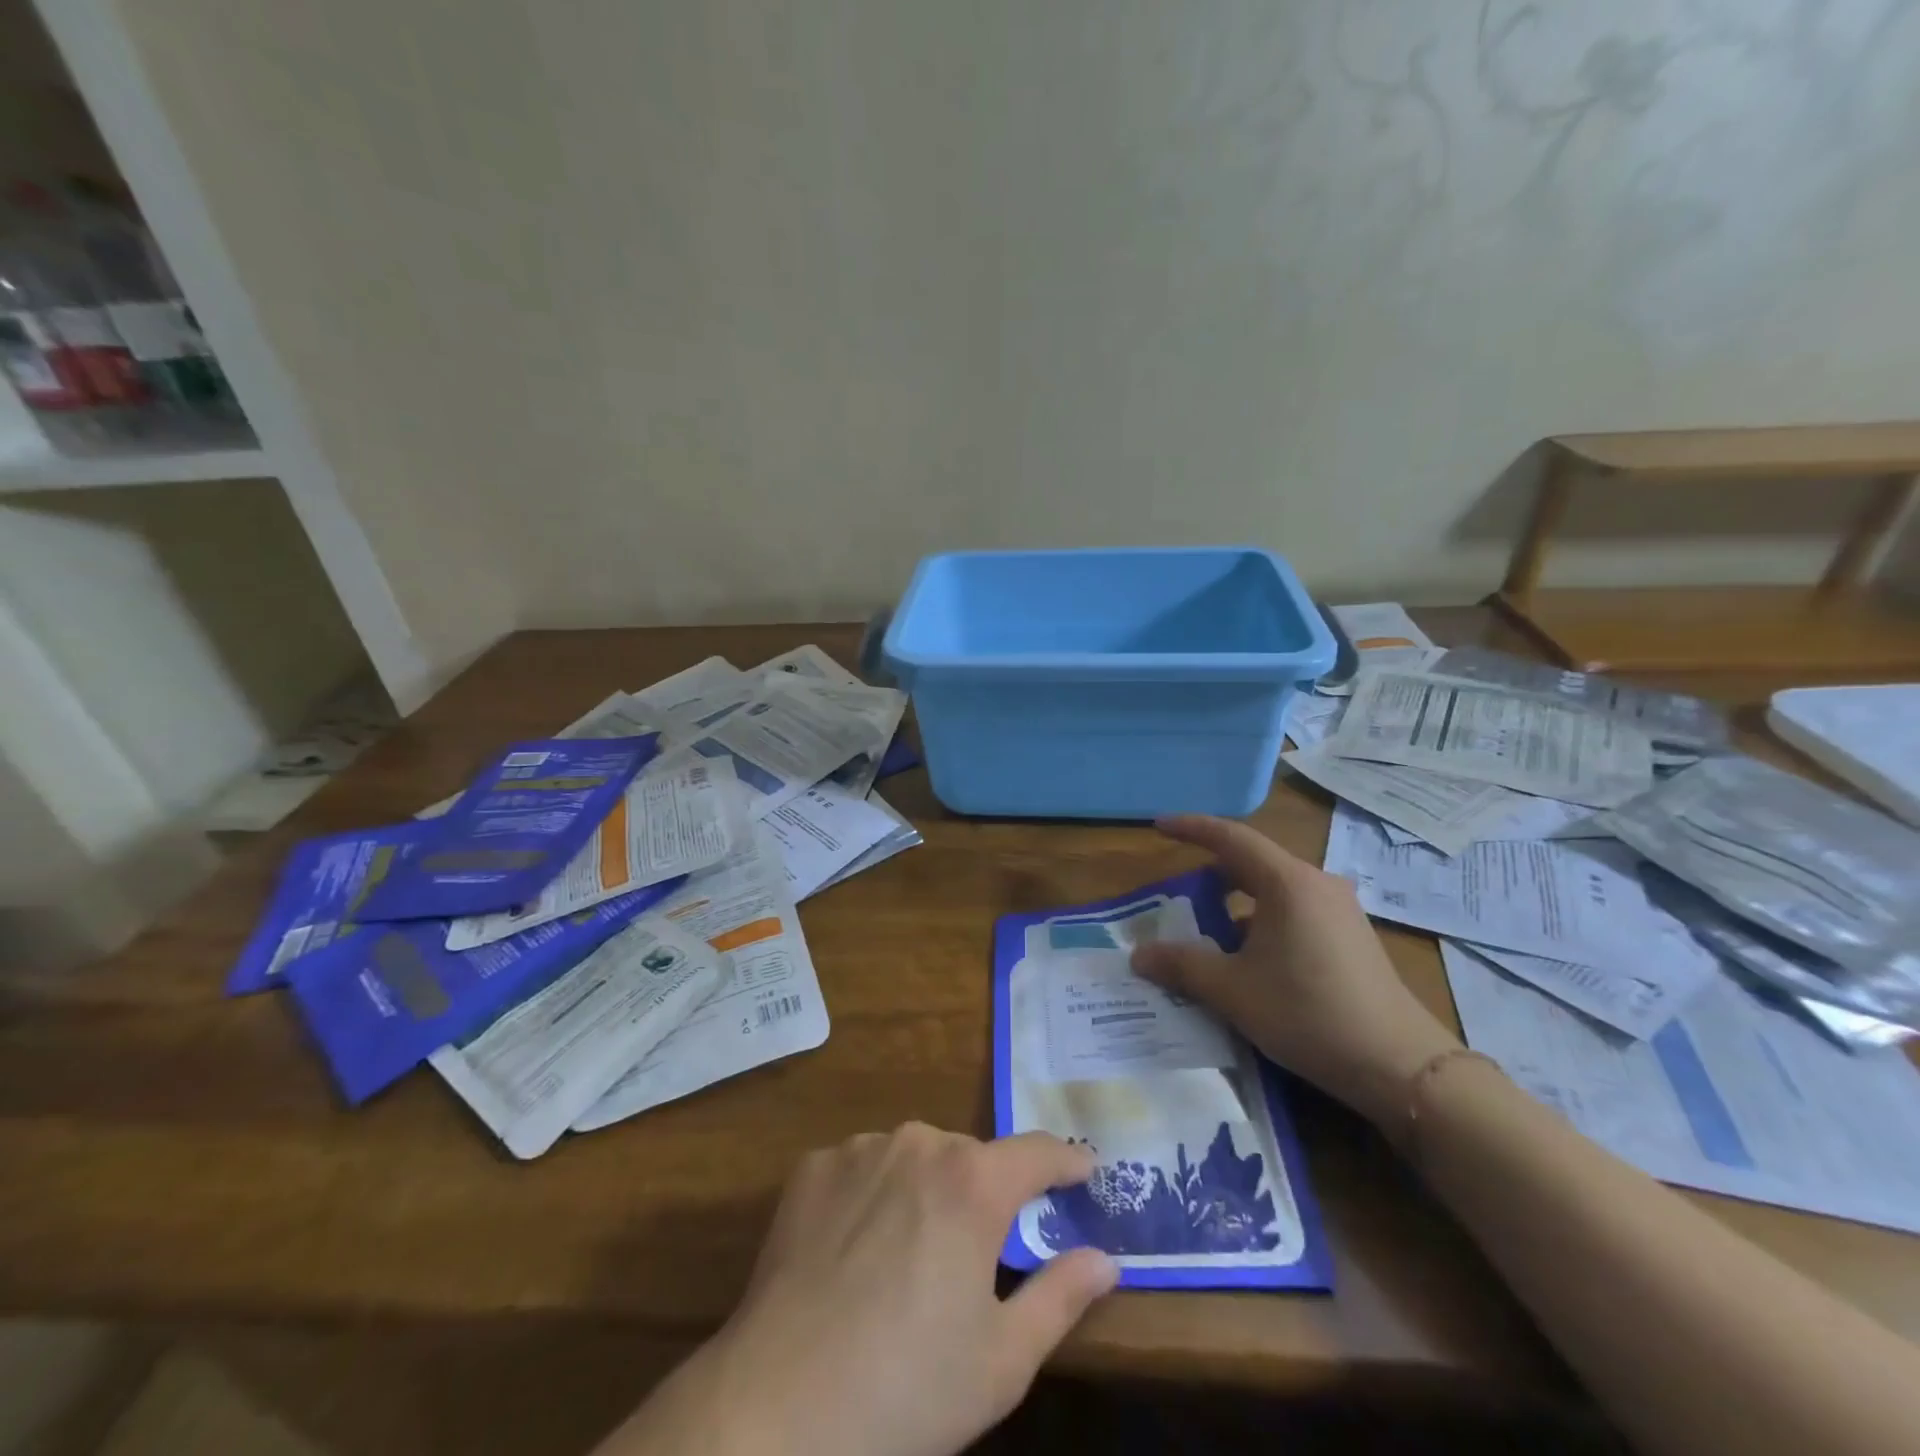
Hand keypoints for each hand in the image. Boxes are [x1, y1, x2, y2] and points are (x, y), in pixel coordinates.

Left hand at [607, 1125, 1116, 1455]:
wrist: (777, 1408)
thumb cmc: (907, 1390)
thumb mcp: (1002, 1360)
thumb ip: (1061, 1296)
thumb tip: (1105, 1259)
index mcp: (973, 1182)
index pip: (1037, 1152)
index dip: (1066, 1161)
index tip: (1084, 1169)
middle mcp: (920, 1143)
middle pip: (970, 1158)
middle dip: (984, 1193)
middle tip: (977, 1253)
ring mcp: (861, 1148)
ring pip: (914, 1158)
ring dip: (925, 1191)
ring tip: (909, 1258)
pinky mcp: (814, 1166)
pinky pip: (862, 1168)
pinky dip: (873, 1195)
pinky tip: (854, 1251)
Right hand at [1132, 814, 1458, 1130]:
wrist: (1400, 1066)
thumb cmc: (1308, 1014)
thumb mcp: (1233, 991)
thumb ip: (1182, 966)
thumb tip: (1138, 955)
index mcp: (1288, 883)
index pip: (1231, 838)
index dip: (1191, 828)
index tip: (1159, 825)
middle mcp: (1316, 885)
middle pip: (1253, 863)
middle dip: (1212, 873)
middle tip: (1178, 892)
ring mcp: (1339, 911)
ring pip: (1274, 891)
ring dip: (1237, 905)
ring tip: (1209, 934)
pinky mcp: (1350, 937)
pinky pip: (1294, 912)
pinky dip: (1262, 923)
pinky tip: (1250, 961)